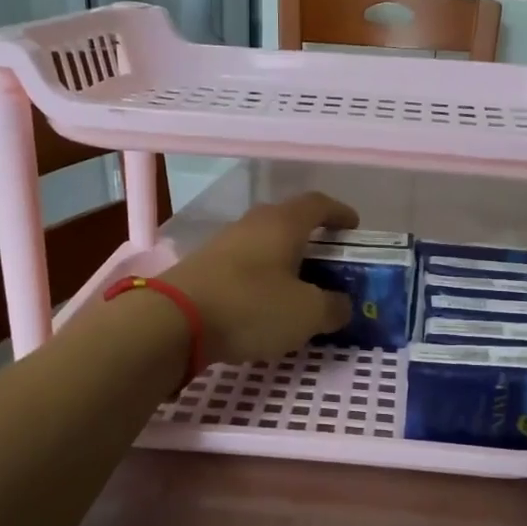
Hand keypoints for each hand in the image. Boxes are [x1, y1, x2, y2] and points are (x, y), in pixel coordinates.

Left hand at [163, 192, 357, 364]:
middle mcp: (252, 224)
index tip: (353, 228)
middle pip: (288, 222)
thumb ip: (333, 307)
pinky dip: (261, 279)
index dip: (340, 213)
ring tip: (298, 288)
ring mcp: (223, 244)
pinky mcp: (203, 268)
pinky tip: (264, 304)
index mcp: (283, 224)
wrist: (173, 321)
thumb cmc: (251, 307)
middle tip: (328, 263)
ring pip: (264, 244)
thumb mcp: (307, 314)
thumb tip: (340, 305)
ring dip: (284, 261)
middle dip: (312, 239)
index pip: (318, 204)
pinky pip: (243, 266)